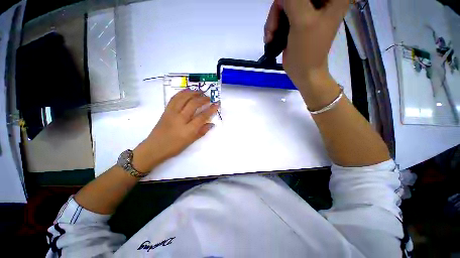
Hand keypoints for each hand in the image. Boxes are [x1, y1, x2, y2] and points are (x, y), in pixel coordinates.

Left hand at [133, 90, 218, 172]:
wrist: (154, 147)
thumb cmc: (174, 147)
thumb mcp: (190, 142)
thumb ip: (202, 132)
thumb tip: (212, 124)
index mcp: (188, 129)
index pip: (202, 116)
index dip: (211, 109)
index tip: (217, 104)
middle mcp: (180, 119)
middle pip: (193, 104)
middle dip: (203, 99)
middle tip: (209, 98)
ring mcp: (171, 113)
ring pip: (183, 98)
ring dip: (192, 93)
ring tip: (199, 91)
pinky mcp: (166, 111)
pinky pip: (174, 98)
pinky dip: (182, 93)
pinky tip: (187, 91)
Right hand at [264, 0, 348, 85]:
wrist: (303, 72)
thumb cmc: (307, 50)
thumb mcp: (302, 21)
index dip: (290, 1)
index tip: (284, 9)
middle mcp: (322, 0)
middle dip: (279, 9)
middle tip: (273, 27)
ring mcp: (308, 9)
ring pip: (284, 3)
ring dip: (273, 20)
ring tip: (270, 36)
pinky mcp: (297, 19)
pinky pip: (281, 13)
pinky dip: (273, 25)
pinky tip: (270, 37)